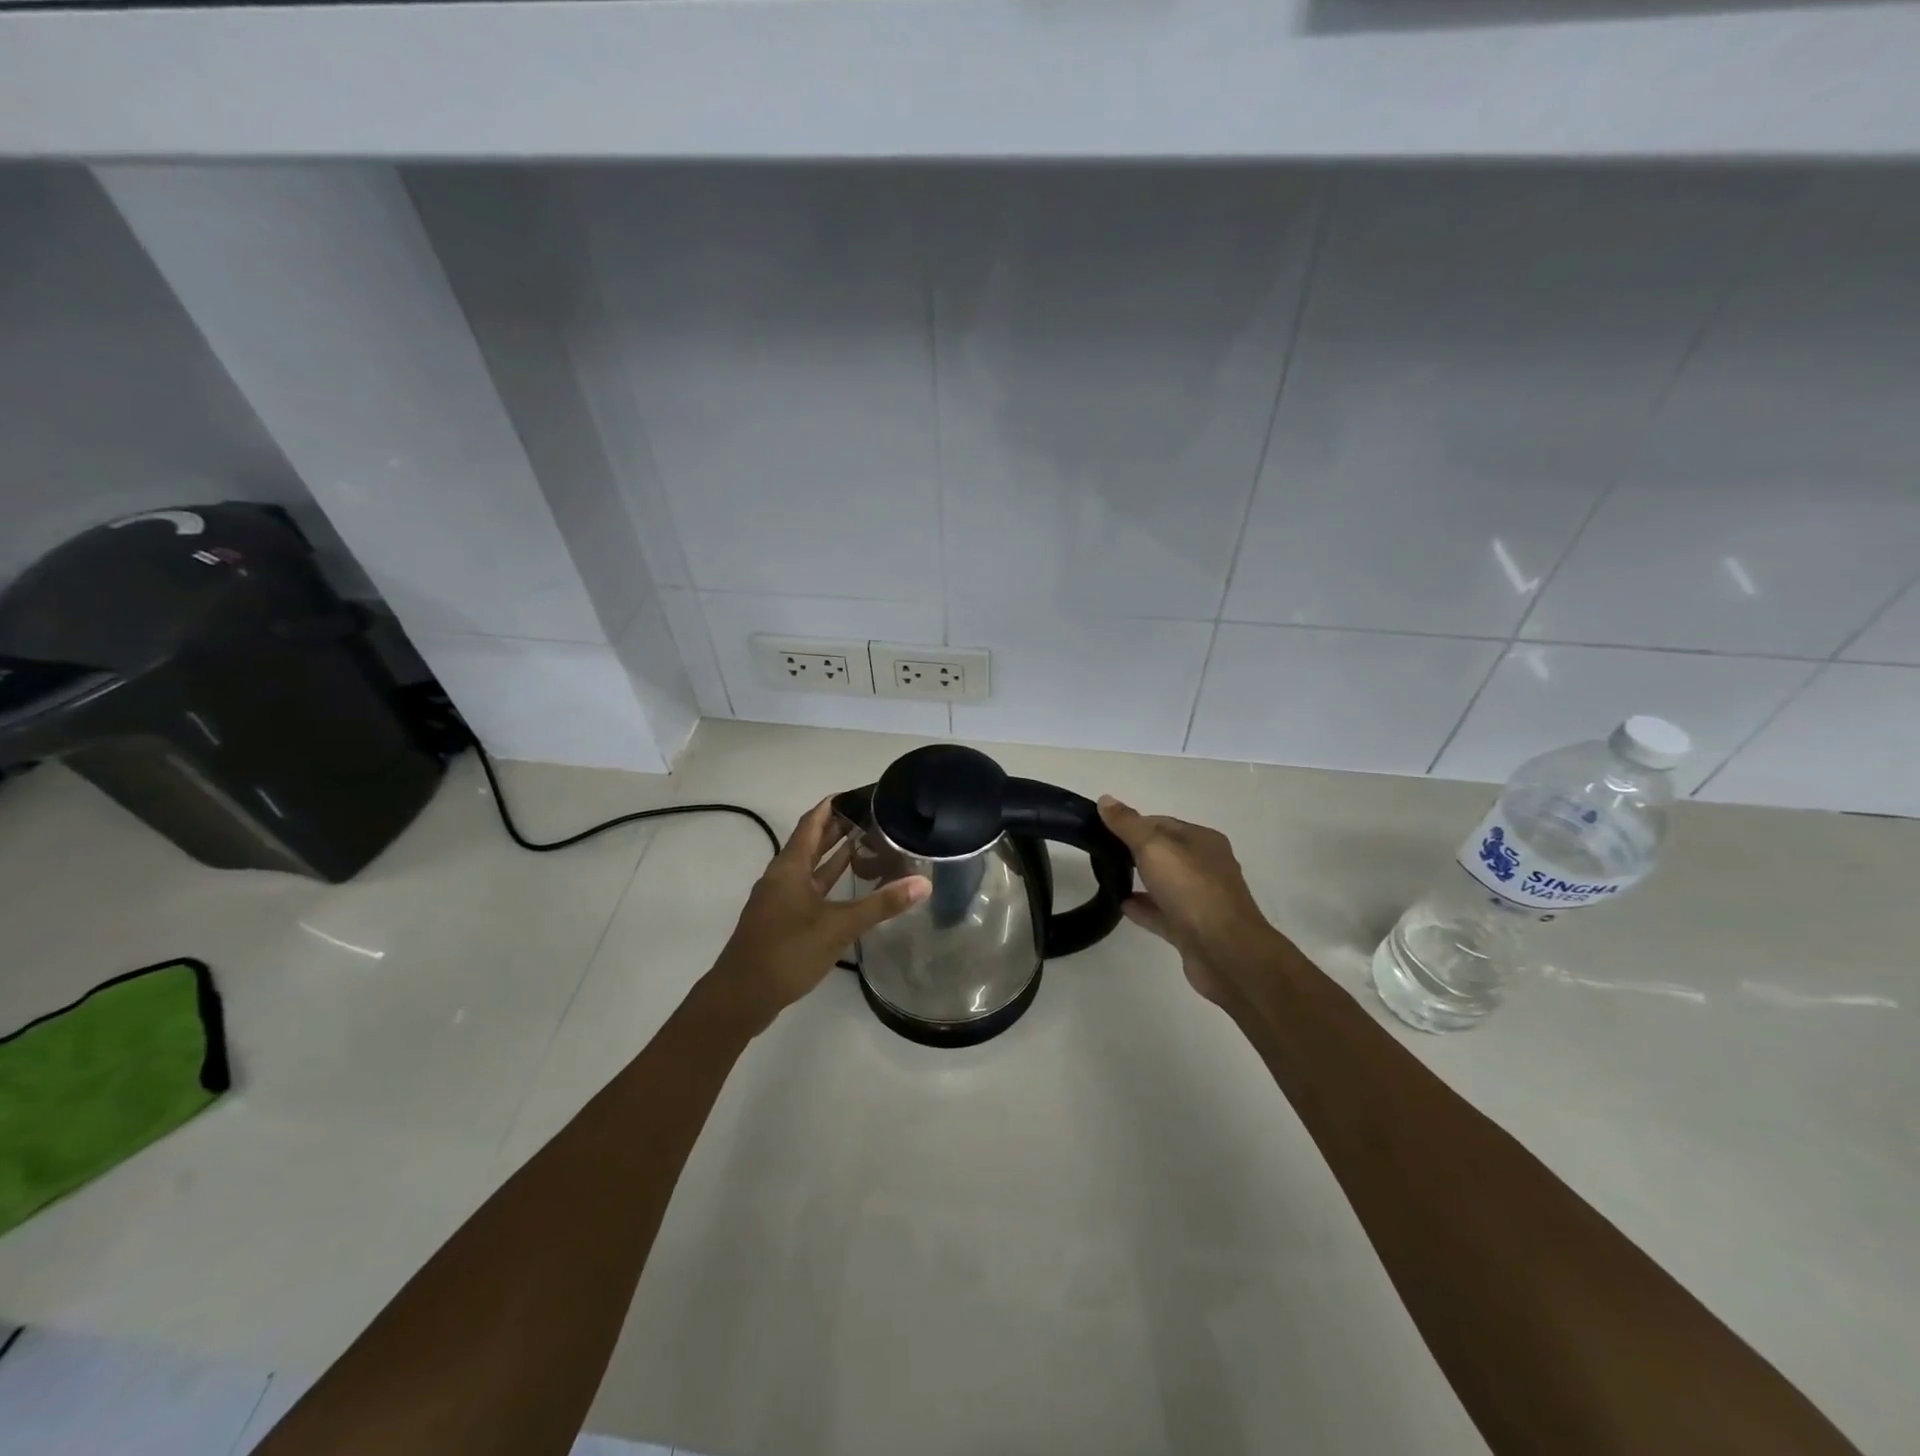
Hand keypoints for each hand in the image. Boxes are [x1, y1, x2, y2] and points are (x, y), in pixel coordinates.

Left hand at [702, 797, 929, 1035]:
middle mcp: (782, 876)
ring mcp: (780, 899)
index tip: (860, 792)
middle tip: (874, 815)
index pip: (813, 822)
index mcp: (790, 866)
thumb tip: (923, 883)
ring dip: (835, 854)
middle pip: (812, 842)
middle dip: (839, 827)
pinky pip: (810, 889)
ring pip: (811, 867)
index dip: (833, 804)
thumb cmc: (787, 951)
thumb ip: (881, 904)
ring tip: (869, 842)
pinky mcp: (782, 920)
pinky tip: (851, 887)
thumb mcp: (838, 927)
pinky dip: (830, 881)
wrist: (741, 997)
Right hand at [1097, 796, 1283, 1005]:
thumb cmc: (1191, 889)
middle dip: (1135, 851)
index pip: (1162, 823)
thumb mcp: (1154, 847)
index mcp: (1202, 840)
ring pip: (1165, 883)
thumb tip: (1105, 800)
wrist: (1225, 952)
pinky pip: (1163, 913)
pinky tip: (1121, 905)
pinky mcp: (1193, 929)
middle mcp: (1206, 866)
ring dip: (1140, 879)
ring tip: (1107, 877)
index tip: (1103, 829)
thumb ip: (1128, 824)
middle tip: (1102, 853)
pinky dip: (1143, 907)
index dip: (1133, 823)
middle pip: (1164, 852)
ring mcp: (1201, 900)